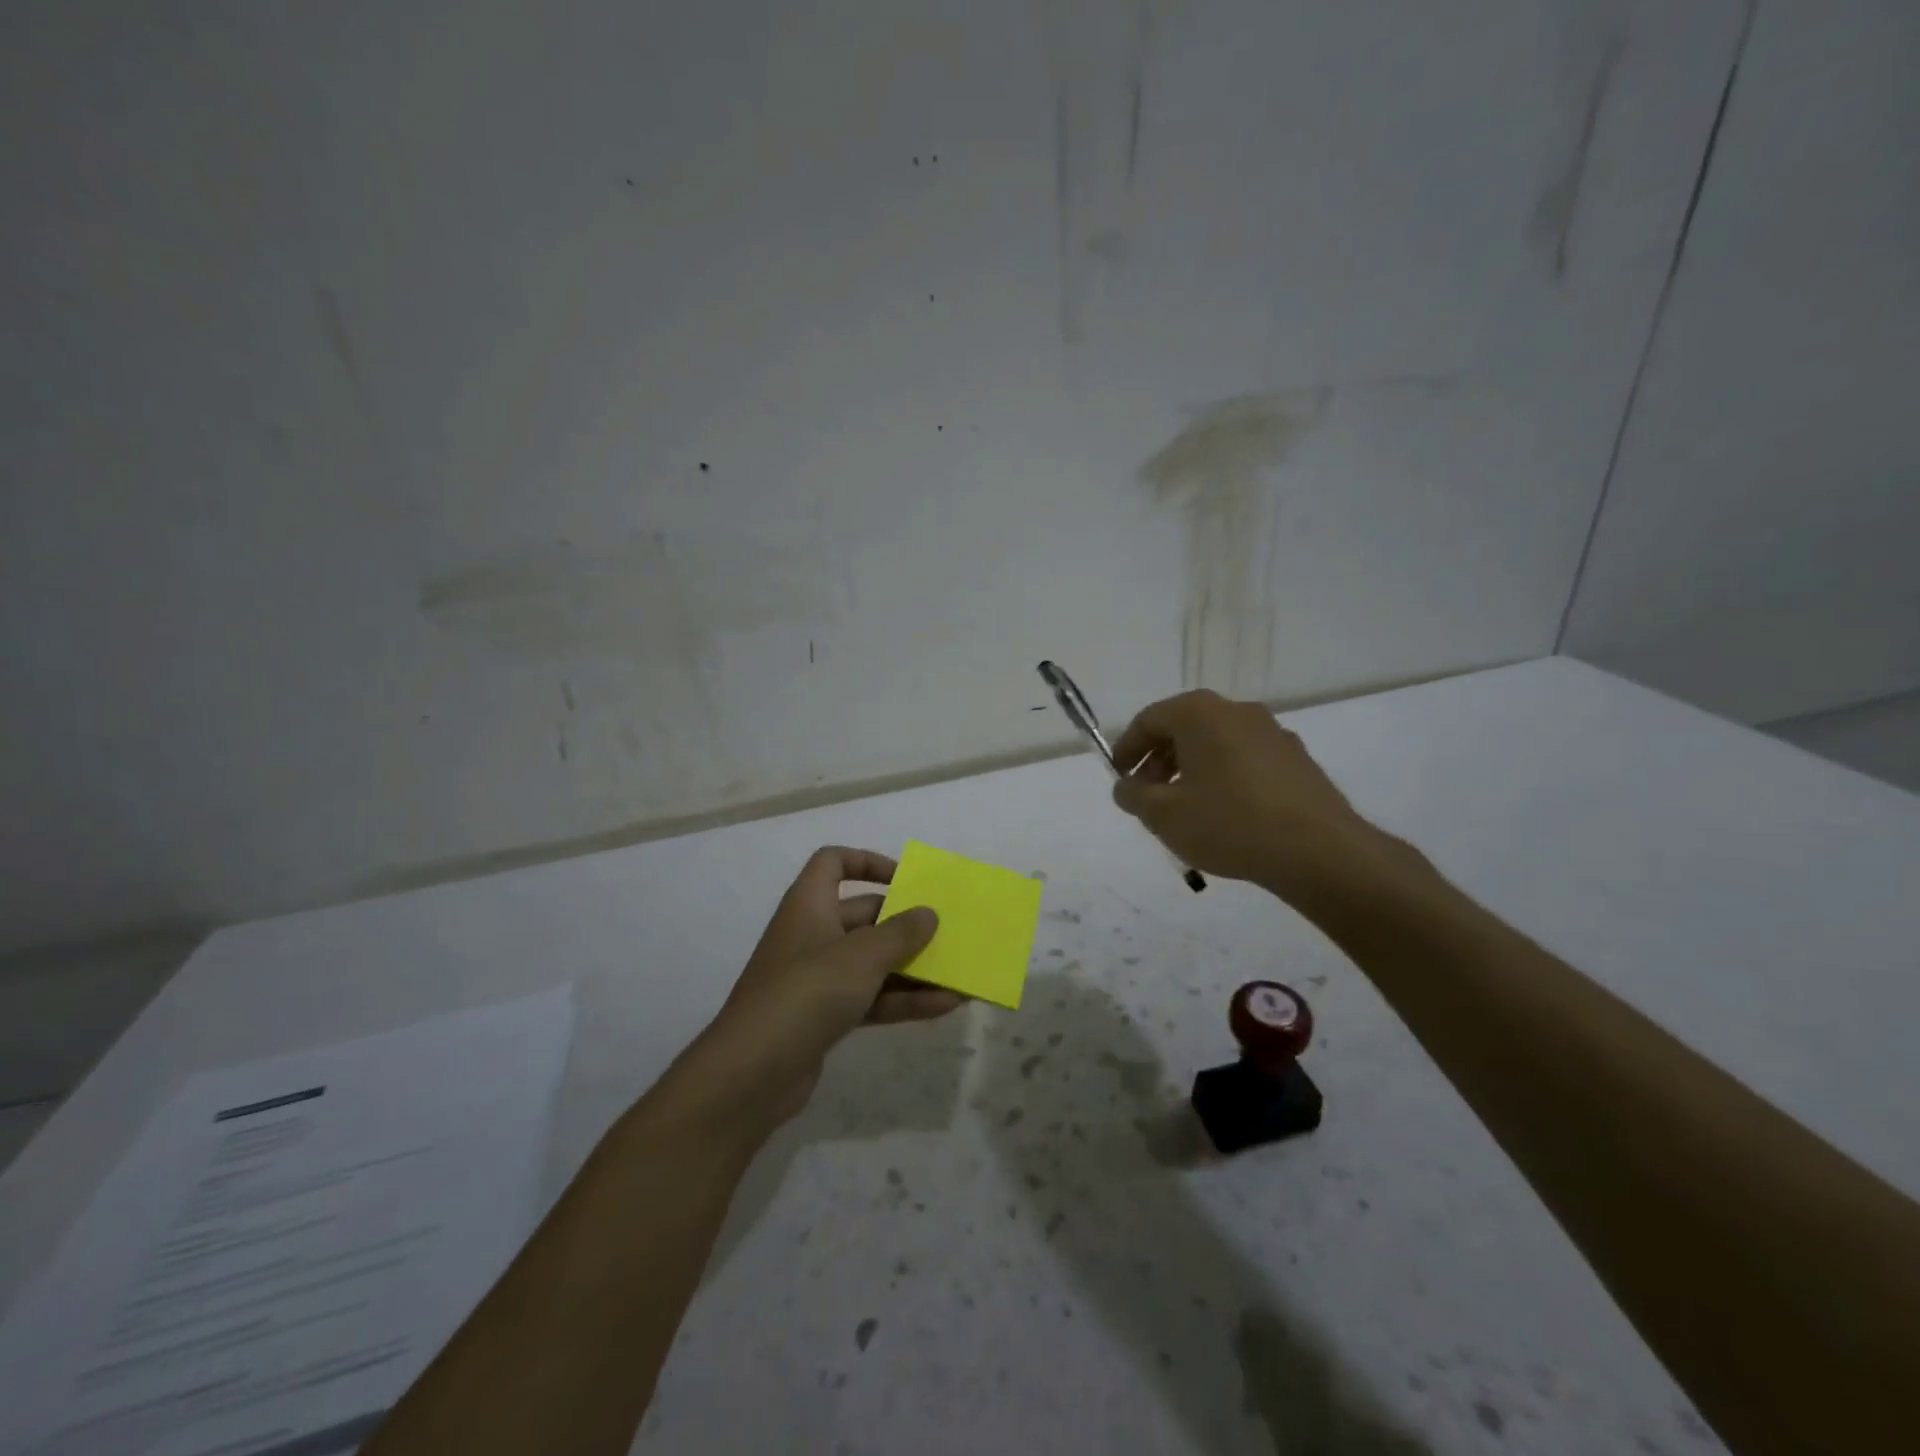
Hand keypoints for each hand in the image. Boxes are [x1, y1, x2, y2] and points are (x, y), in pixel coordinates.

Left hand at [679, 847, 959, 1129]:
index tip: (905, 879)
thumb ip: (901, 932)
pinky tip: (944, 1007)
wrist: (750, 1074)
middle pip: (864, 915)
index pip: (833, 863)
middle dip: (905, 923)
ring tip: (957, 973)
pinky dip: (903, 999)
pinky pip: (870, 997)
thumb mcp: (861, 956)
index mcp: (809, 904)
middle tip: (946, 931)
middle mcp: (812, 934)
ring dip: (912, 967)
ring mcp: (816, 978)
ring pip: (871, 962)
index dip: (868, 862)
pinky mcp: (824, 1016)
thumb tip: (928, 913)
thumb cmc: (807, 993)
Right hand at [1108, 690, 1392, 898]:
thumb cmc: (1228, 823)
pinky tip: (1224, 814)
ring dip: (1191, 769)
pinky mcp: (1296, 760)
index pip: (1149, 720)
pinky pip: (1245, 760)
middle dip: (1158, 760)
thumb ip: (1134, 796)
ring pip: (1216, 744)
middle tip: (1147, 796)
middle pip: (1183, 728)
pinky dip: (1223, 777)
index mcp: (1200, 713)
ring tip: (1184, 808)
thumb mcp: (1163, 815)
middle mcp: (1237, 711)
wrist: (1317, 850)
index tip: (1118, 777)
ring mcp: (1272, 733)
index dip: (1126, 748)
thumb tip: (1126, 787)